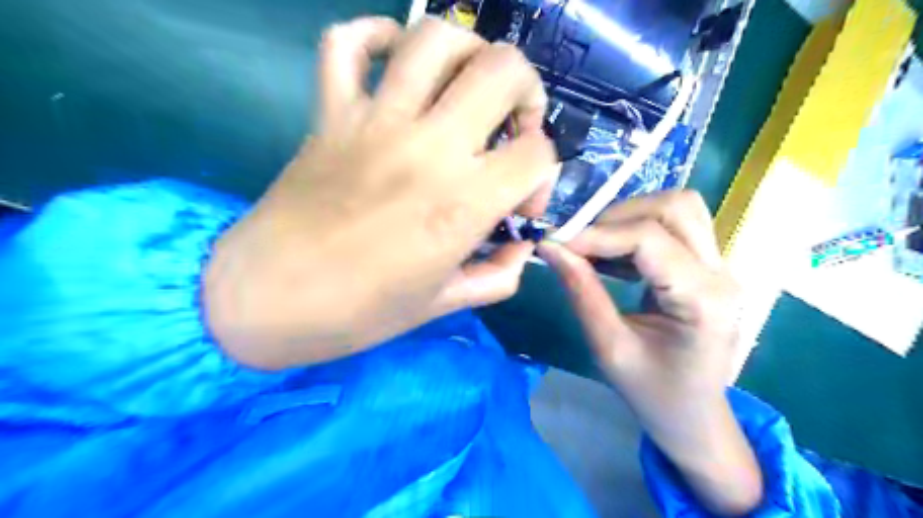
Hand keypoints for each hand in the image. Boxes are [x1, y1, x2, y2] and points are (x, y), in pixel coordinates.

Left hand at [204, 19, 559, 370]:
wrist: (269, 301)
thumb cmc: (360, 312)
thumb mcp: (445, 304)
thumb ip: (498, 275)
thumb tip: (521, 247)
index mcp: (462, 204)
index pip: (536, 153)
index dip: (544, 175)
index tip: (521, 204)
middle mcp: (428, 148)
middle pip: (503, 70)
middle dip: (526, 92)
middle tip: (511, 127)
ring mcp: (374, 121)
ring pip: (435, 39)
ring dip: (469, 53)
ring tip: (467, 88)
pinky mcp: (331, 113)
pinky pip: (346, 43)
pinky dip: (375, 36)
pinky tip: (395, 62)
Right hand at [539, 189, 760, 517]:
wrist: (694, 418)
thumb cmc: (653, 393)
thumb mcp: (609, 347)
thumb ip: (581, 291)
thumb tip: (551, 248)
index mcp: (702, 300)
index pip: (649, 238)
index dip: (597, 233)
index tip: (557, 242)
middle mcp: (721, 273)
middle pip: (675, 207)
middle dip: (618, 216)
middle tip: (580, 243)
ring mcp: (720, 267)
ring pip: (679, 209)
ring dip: (631, 217)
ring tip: (596, 247)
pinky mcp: (708, 268)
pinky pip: (676, 227)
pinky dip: (638, 230)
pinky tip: (614, 257)